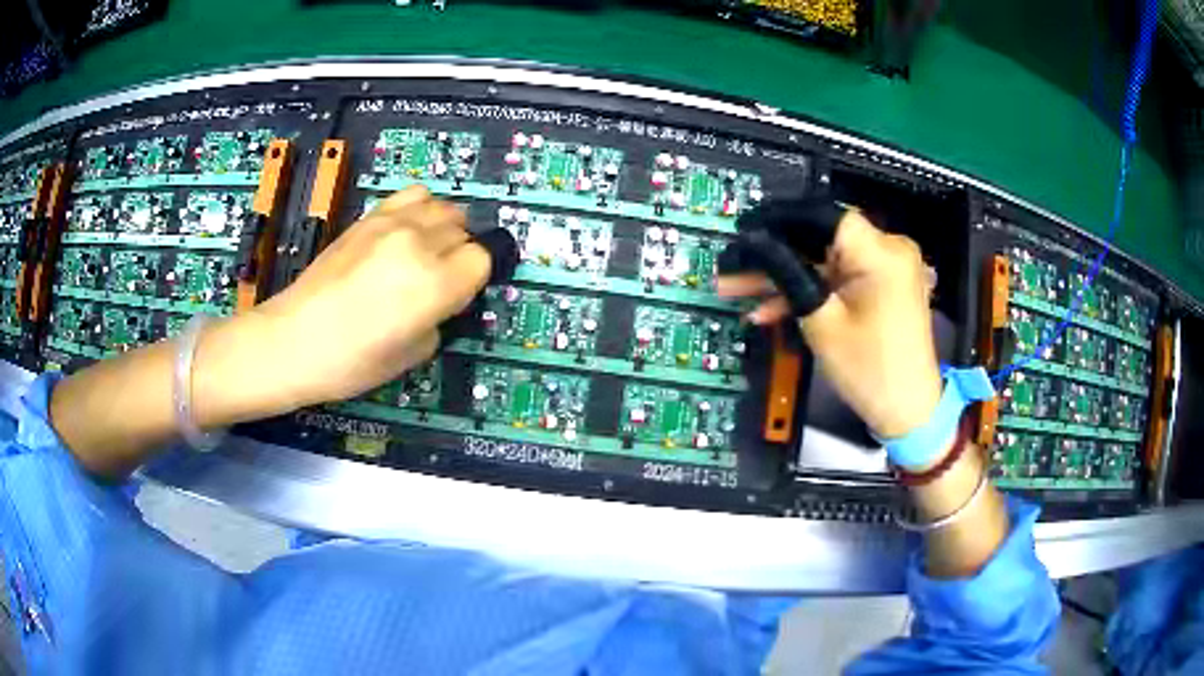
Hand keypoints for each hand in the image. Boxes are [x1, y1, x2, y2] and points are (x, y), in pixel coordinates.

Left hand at [232, 186, 491, 410]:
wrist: (293, 339)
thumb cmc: (352, 362)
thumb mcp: (413, 354)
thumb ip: (440, 318)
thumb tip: (444, 299)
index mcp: (435, 284)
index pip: (482, 258)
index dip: (473, 279)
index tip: (457, 297)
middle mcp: (419, 244)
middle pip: (464, 230)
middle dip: (459, 254)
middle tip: (438, 281)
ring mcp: (392, 224)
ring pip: (443, 207)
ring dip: (444, 228)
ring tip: (426, 251)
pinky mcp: (369, 217)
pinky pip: (412, 195)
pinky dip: (420, 209)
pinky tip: (407, 231)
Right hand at [718, 208, 941, 437]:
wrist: (909, 410)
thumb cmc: (869, 369)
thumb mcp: (821, 321)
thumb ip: (788, 274)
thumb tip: (756, 244)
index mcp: (881, 252)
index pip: (822, 216)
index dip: (779, 221)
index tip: (744, 234)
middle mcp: (890, 249)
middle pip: (821, 239)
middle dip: (776, 257)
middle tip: (733, 269)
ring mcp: (888, 268)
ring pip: (827, 261)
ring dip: (788, 277)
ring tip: (741, 291)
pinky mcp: (884, 286)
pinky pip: (841, 278)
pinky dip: (813, 290)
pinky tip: (773, 308)